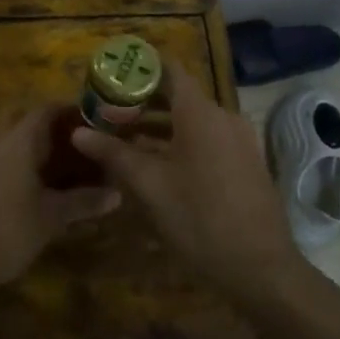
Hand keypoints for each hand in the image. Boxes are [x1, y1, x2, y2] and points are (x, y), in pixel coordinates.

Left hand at [0, 104, 119, 304]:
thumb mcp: (51, 219)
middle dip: (45, 124)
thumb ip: (83, 202)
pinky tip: (17, 185)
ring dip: (23, 141)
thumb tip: (117, 194)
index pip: (46, 109)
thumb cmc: (6, 234)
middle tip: (70, 145)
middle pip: (20, 116)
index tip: (90, 124)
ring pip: (1, 133)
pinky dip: (6, 158)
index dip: (69, 112)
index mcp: (17, 139)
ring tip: (48, 165)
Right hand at [71, 62, 304, 299]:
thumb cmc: (199, 218)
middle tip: (107, 113)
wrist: (261, 269)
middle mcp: (223, 117)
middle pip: (178, 96)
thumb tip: (78, 132)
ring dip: (159, 126)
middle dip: (142, 103)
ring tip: (124, 141)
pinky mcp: (246, 164)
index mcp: (200, 113)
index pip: (169, 70)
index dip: (140, 69)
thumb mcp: (148, 185)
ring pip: (192, 121)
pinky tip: (157, 166)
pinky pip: (208, 140)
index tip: (111, 76)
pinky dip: (181, 143)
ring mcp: (239, 141)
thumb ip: (113, 152)